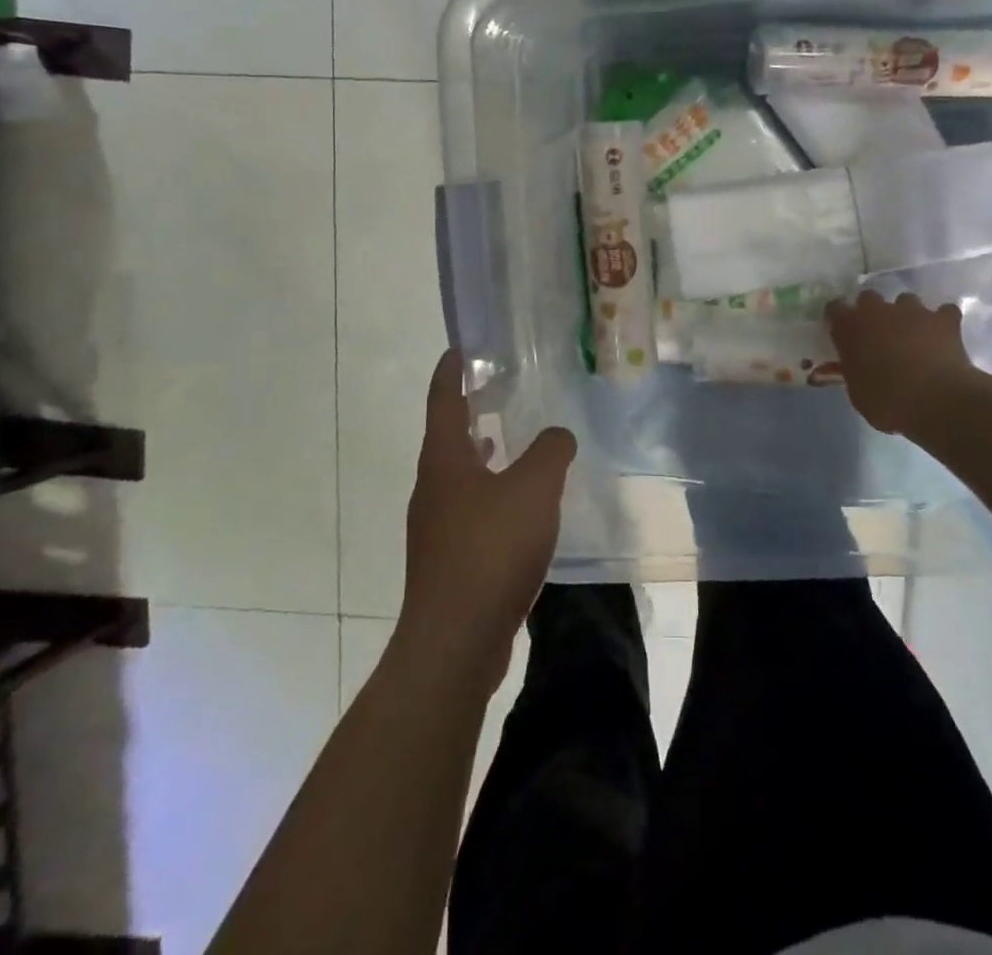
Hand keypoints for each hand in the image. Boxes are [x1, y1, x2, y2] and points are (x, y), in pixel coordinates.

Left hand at [394, 351, 576, 691]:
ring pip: (460, 476)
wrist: (456, 640)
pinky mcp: (450, 561)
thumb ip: (550, 452)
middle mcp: (433, 488)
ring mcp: (437, 528)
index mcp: (444, 461)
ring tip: (507, 440)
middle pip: (447, 438)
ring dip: (480, 455)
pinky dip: (491, 493)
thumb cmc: (491, 549)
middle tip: (495, 391)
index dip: (449, 372)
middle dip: (468, 412)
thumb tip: (558, 435)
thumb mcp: (533, 489)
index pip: (442, 401)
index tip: (458, 350)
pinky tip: (519, 507)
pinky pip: (471, 510)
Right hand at [826, 291, 976, 436]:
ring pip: (906, 301)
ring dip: (906, 316)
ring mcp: (913, 311)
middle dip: (871, 312)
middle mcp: (877, 311)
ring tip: (913, 337)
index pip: (834, 308)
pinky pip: (944, 312)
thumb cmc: (887, 403)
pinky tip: (944, 338)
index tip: (842, 332)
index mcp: (850, 328)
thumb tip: (857, 366)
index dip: (839, 319)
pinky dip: (942, 322)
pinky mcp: (944, 319)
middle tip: (877, 336)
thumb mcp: (857, 392)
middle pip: (869, 297)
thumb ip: (853, 370)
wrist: (937, 402)